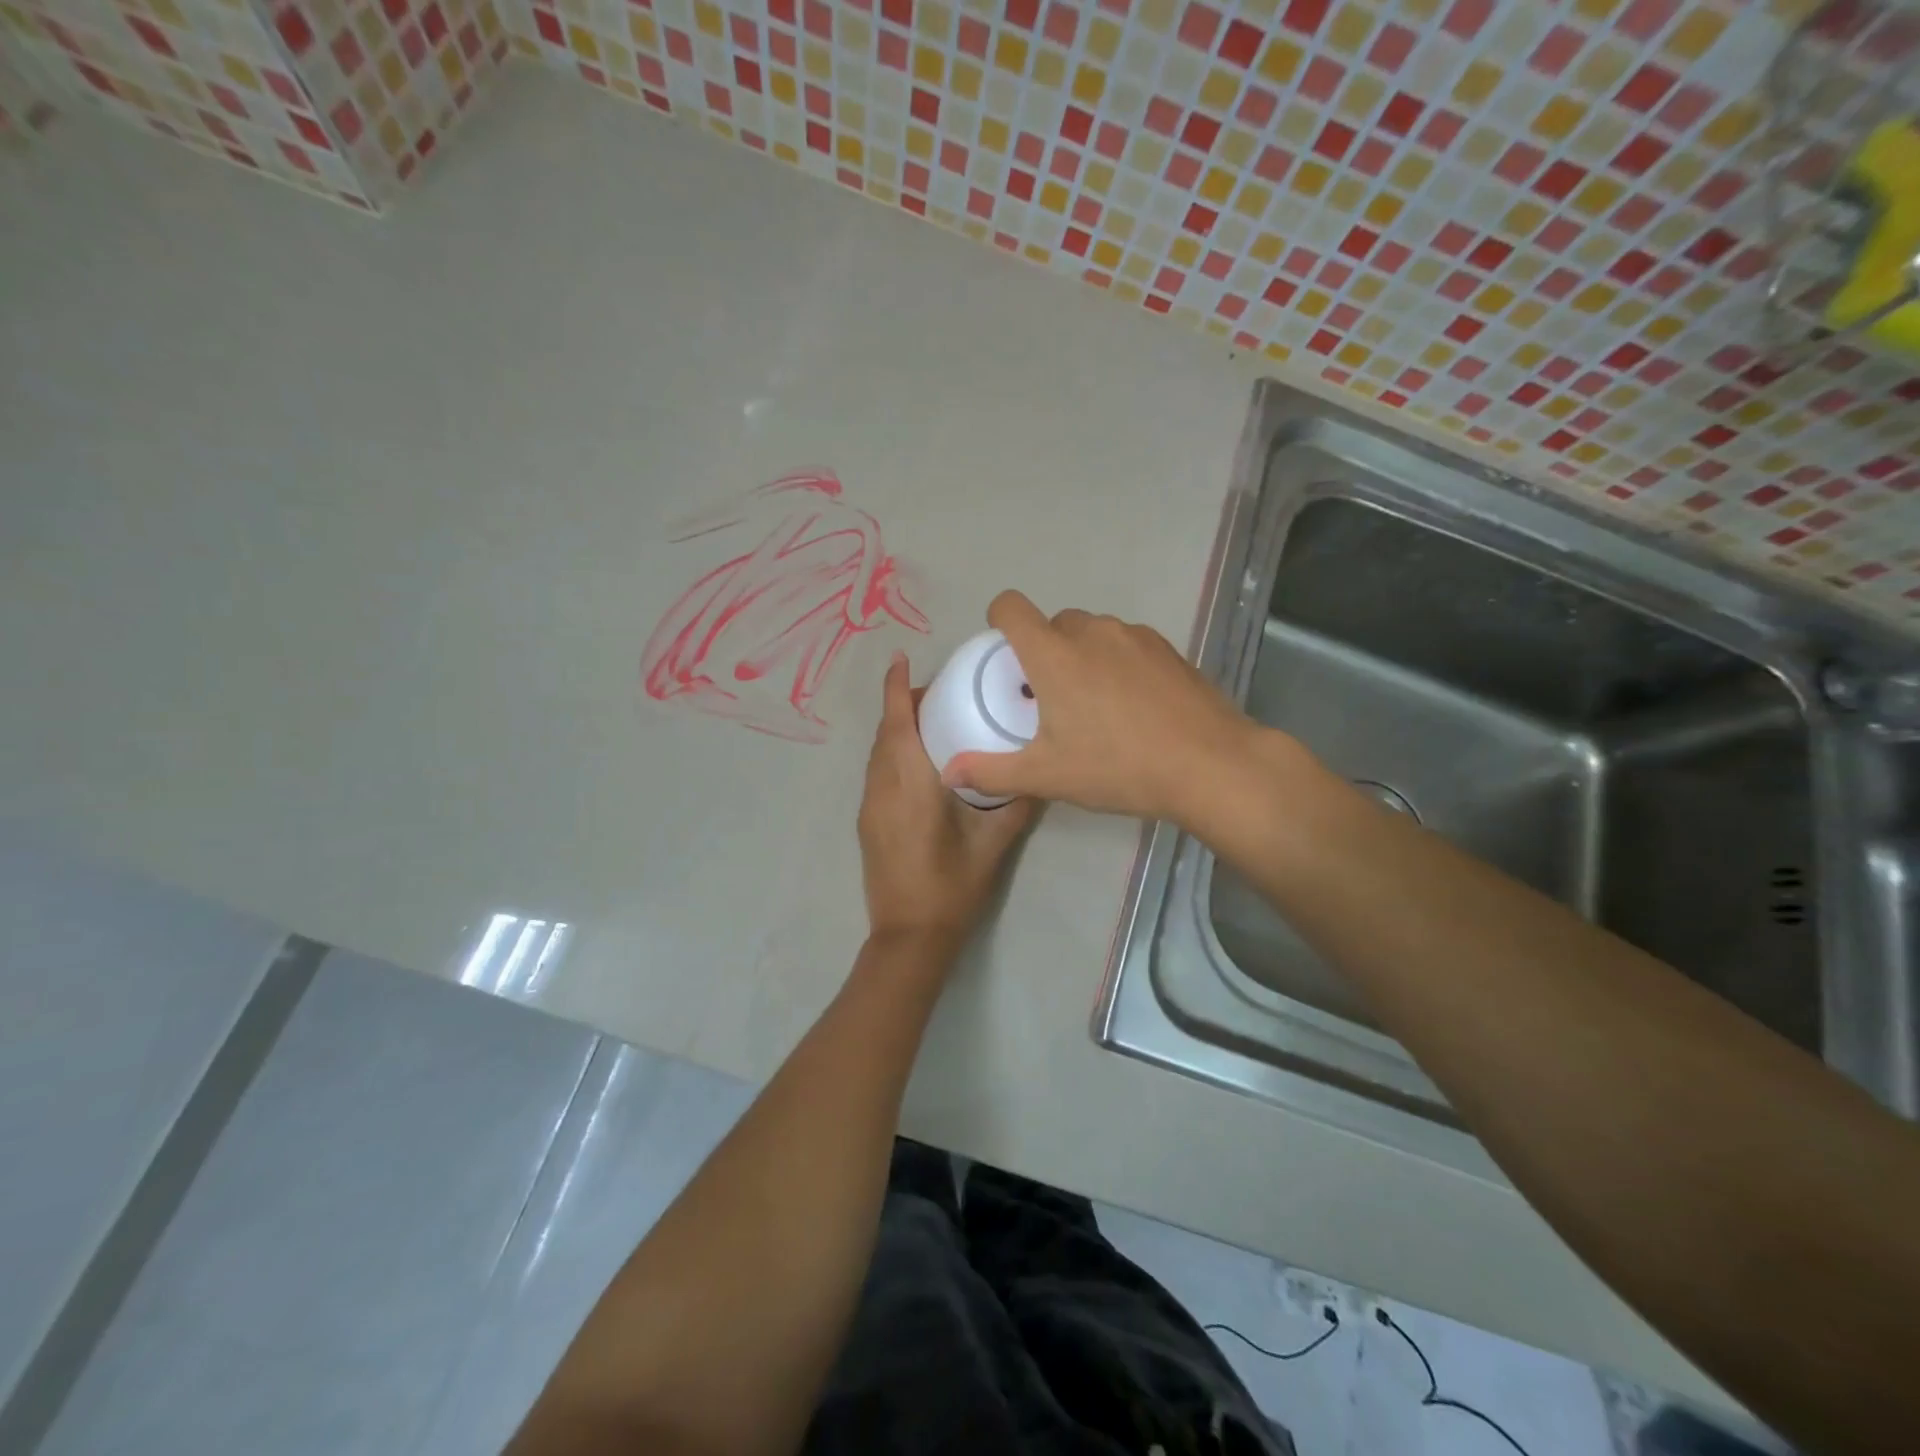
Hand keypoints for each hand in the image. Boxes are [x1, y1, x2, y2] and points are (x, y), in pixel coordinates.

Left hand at [859, 651, 1035, 955]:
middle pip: (885, 732)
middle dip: (902, 704)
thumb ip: (1016, 803)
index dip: (895, 687)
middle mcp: (882, 788)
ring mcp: (870, 805)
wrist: (908, 936)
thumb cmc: (951, 888)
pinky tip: (920, 761)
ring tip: (931, 721)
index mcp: (910, 785)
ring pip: (878, 752)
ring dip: (896, 728)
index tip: (899, 657)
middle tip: (939, 692)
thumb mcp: (993, 845)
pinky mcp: (867, 821)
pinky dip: (892, 752)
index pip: (897, 723)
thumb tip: (1039, 773)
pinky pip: (877, 771)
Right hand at [942, 590, 1282, 828]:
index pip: (1011, 607)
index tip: (1004, 655)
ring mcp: (1134, 636)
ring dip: (1082, 655)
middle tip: (1051, 698)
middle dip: (1044, 650)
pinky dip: (1117, 662)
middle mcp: (1091, 632)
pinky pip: (1126, 643)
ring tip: (1096, 704)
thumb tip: (947, 772)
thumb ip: (991, 771)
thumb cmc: (1118, 767)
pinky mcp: (1167, 648)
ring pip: (1092, 632)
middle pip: (1052, 623)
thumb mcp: (1047, 775)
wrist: (1210, 765)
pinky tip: (1134, 705)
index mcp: (1054, 654)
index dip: (999, 621)